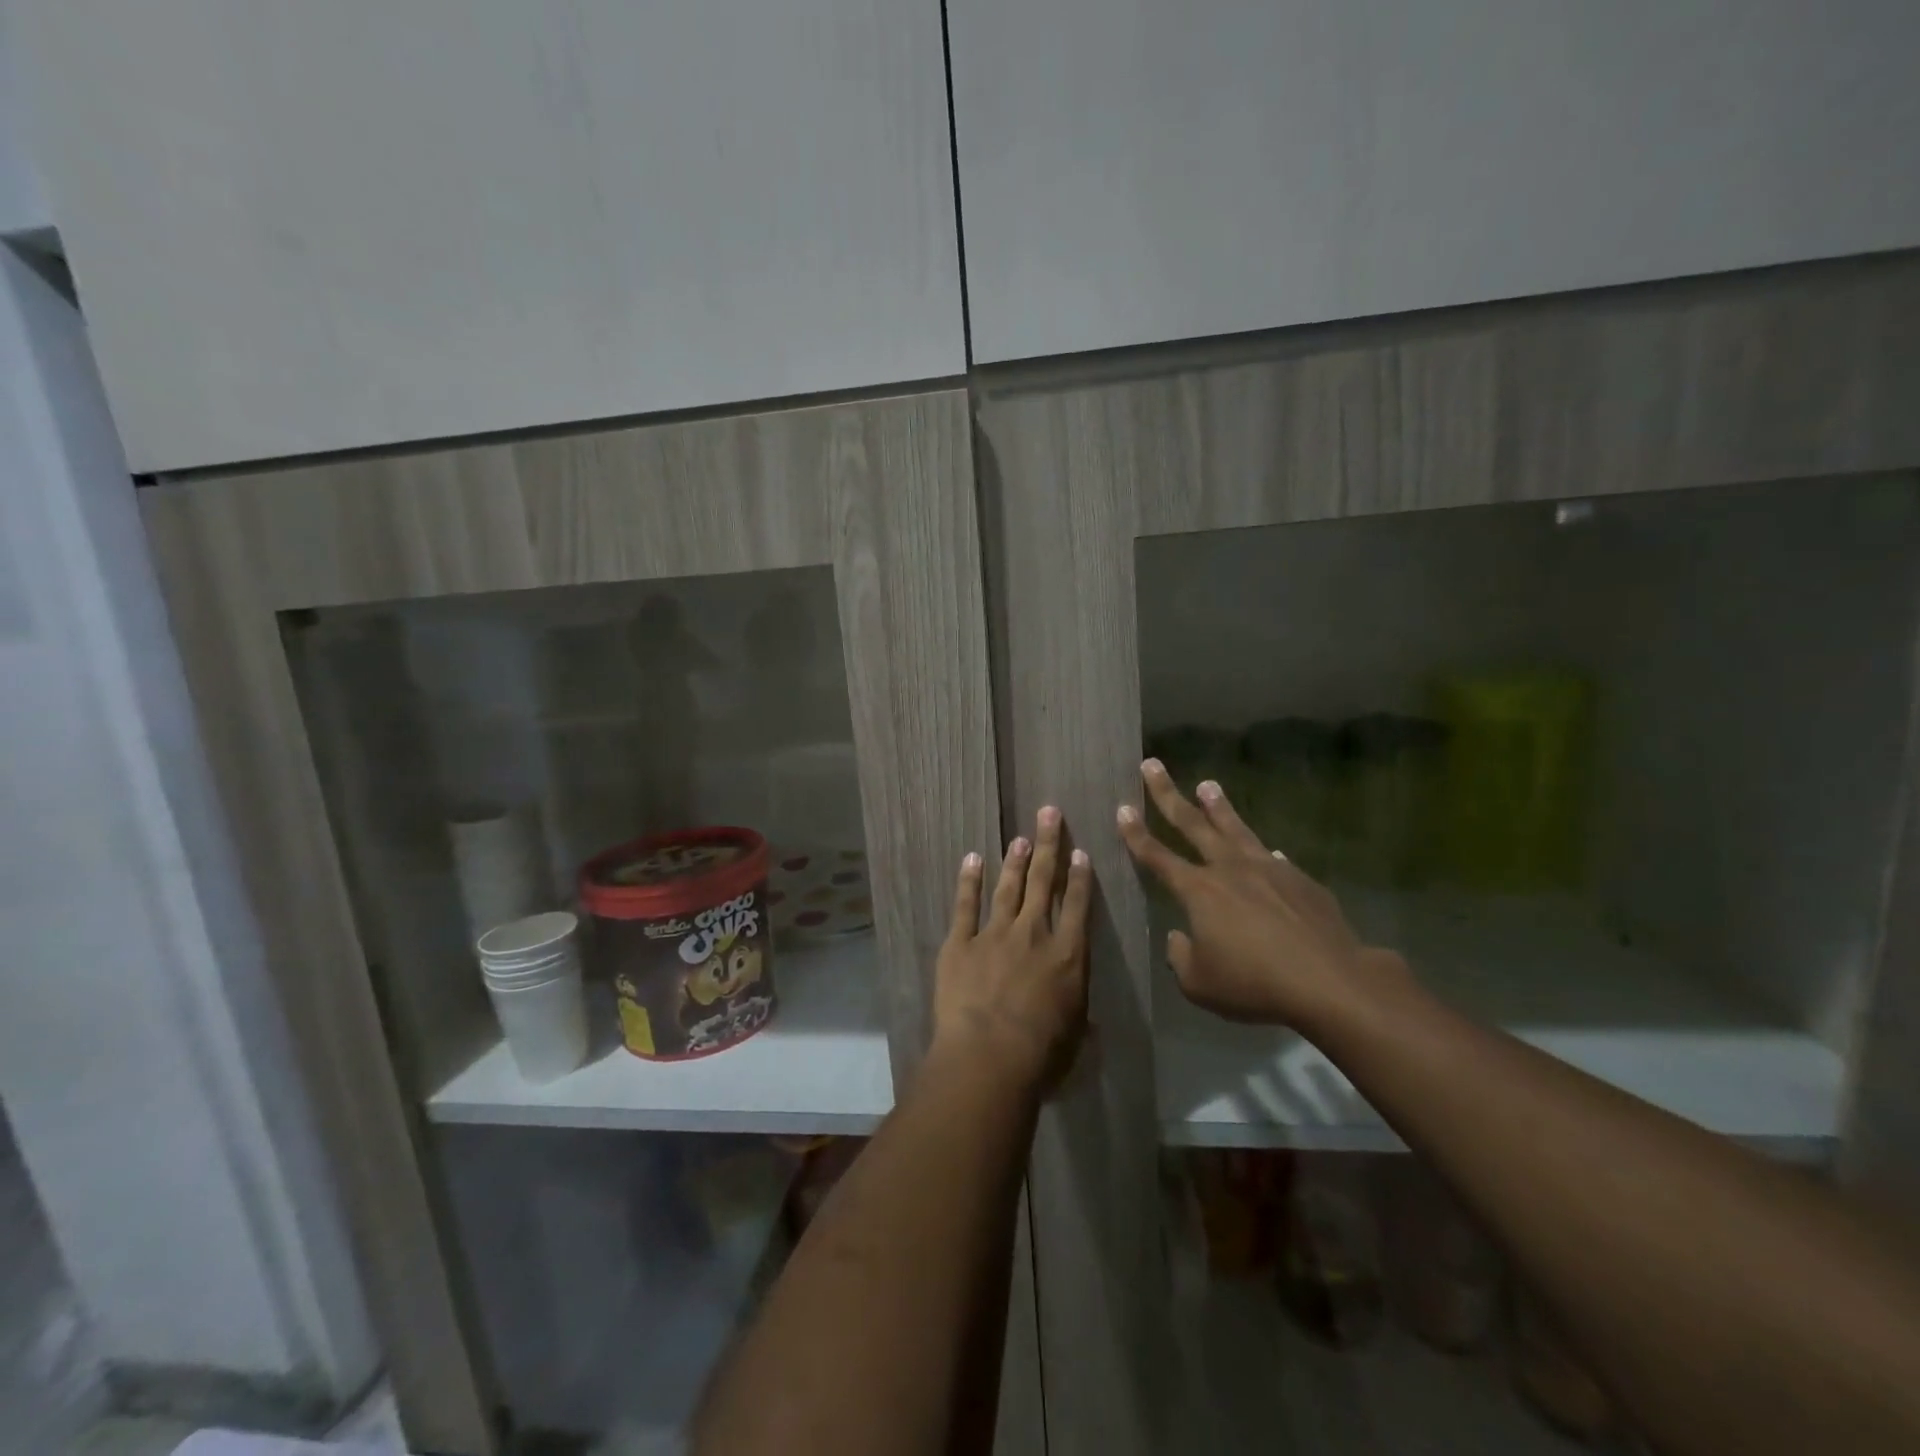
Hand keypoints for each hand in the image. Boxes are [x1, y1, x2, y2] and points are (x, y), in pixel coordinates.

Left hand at [933, 806, 1091, 1090]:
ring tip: (1020, 837)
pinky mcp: (960, 942)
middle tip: (1049, 813)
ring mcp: (995, 934)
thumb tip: (1091, 1021)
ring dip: (1015, 861)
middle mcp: (1034, 934)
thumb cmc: (1041, 1054)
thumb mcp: (1075, 1036)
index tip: (1080, 852)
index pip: (1078, 906)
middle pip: (1043, 882)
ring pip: (1008, 888)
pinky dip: (968, 881)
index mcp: (1068, 955)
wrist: (989, 1054)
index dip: (1079, 877)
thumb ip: (1080, 1018)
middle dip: (1048, 846)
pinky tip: (971, 859)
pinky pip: (965, 905)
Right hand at [1116, 759, 1405, 1027]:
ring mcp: (1268, 870)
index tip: (1122, 808)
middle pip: (1192, 824)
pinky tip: (1268, 851)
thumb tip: (1180, 936)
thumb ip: (1180, 956)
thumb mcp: (1199, 984)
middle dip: (1168, 794)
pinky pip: (1274, 859)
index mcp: (1198, 891)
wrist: (1329, 981)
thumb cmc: (1254, 984)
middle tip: (1152, 765)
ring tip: (1208, 785)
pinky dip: (1263, 853)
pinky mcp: (1300, 880)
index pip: (1157, 856)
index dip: (1136, 834)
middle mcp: (1229, 869)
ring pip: (1236, 829)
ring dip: (1219, 806)